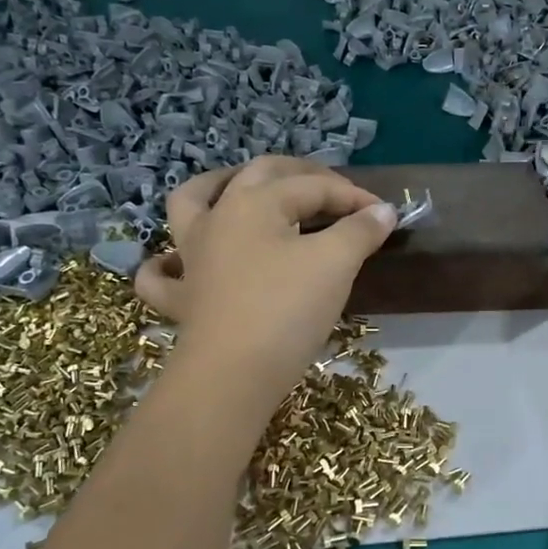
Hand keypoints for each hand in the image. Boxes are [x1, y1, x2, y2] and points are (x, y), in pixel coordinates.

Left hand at [134, 157, 396, 405]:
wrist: (234, 374)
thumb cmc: (287, 309)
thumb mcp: (335, 263)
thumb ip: (360, 230)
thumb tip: (384, 211)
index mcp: (255, 202)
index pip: (313, 186)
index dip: (353, 196)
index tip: (385, 215)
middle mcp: (218, 217)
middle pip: (258, 176)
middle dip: (299, 175)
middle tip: (331, 189)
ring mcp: (192, 257)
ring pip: (191, 203)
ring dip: (214, 186)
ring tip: (237, 187)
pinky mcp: (182, 298)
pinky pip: (162, 274)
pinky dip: (166, 262)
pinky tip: (177, 261)